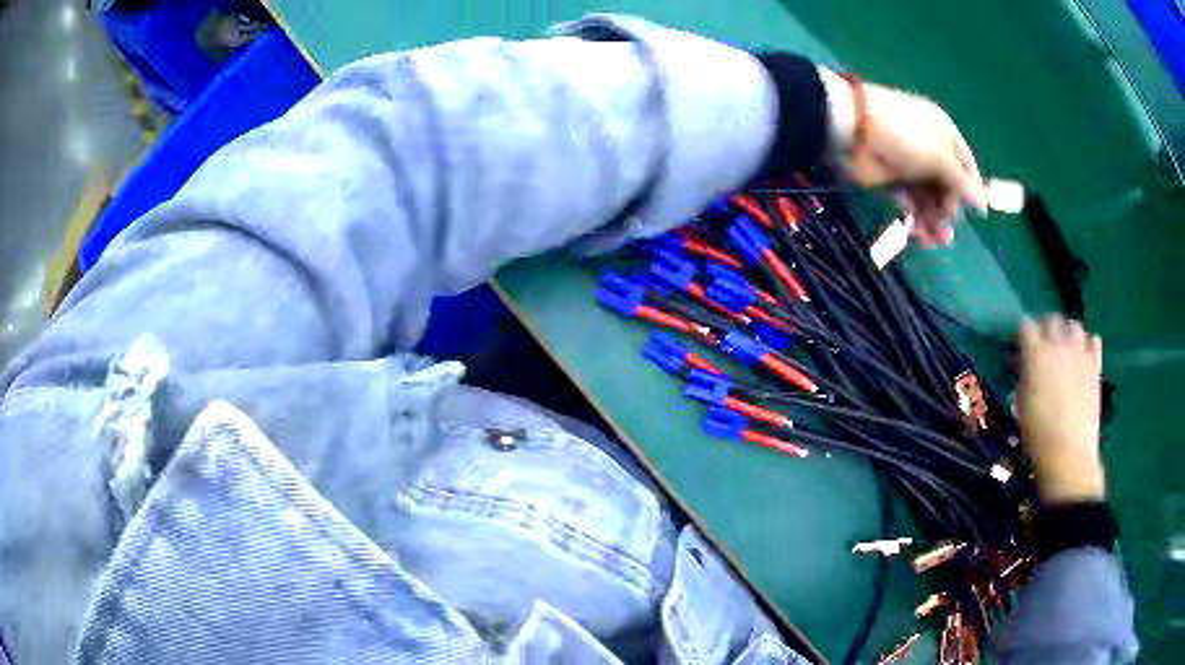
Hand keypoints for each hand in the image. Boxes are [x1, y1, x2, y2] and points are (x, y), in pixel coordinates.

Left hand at [823, 71, 987, 245]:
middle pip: (948, 187)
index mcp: (944, 134)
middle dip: (949, 210)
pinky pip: (911, 204)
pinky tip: (919, 234)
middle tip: (946, 231)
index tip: (978, 214)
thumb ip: (962, 183)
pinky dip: (916, 219)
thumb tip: (984, 201)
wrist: (855, 130)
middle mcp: (930, 150)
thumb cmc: (906, 136)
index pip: (966, 165)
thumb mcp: (940, 157)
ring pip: (930, 199)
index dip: (972, 189)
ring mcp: (911, 166)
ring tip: (934, 240)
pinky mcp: (892, 182)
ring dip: (934, 221)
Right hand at [1017, 316, 1105, 503]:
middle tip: (1042, 348)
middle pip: (1051, 319)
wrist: (1068, 456)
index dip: (1021, 336)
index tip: (1018, 349)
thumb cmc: (1037, 436)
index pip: (1025, 326)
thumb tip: (1023, 364)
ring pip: (1074, 325)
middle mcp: (1059, 344)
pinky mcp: (1096, 365)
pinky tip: (1083, 357)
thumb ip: (1024, 376)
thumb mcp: (1021, 404)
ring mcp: (1080, 353)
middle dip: (1045, 329)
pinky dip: (1088, 344)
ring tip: (1064, 350)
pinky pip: (1094, 340)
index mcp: (1036, 353)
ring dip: (1067, 333)